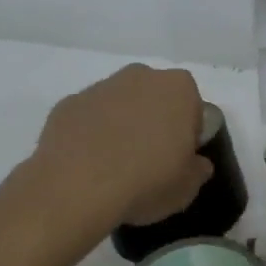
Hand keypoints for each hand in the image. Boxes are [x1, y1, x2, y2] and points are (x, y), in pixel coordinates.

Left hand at [33, 65, 213, 231]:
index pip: (192, 107)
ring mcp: (101, 87)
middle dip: (154, 121)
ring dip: (121, 124)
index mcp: (179, 88)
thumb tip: (195, 163)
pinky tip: (87, 163)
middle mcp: (141, 76)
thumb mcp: (187, 187)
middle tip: (149, 160)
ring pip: (120, 104)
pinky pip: (88, 117)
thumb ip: (198, 168)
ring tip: (114, 165)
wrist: (76, 188)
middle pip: (155, 97)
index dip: (187, 133)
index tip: (178, 159)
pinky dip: (90, 133)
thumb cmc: (146, 181)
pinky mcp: (68, 103)